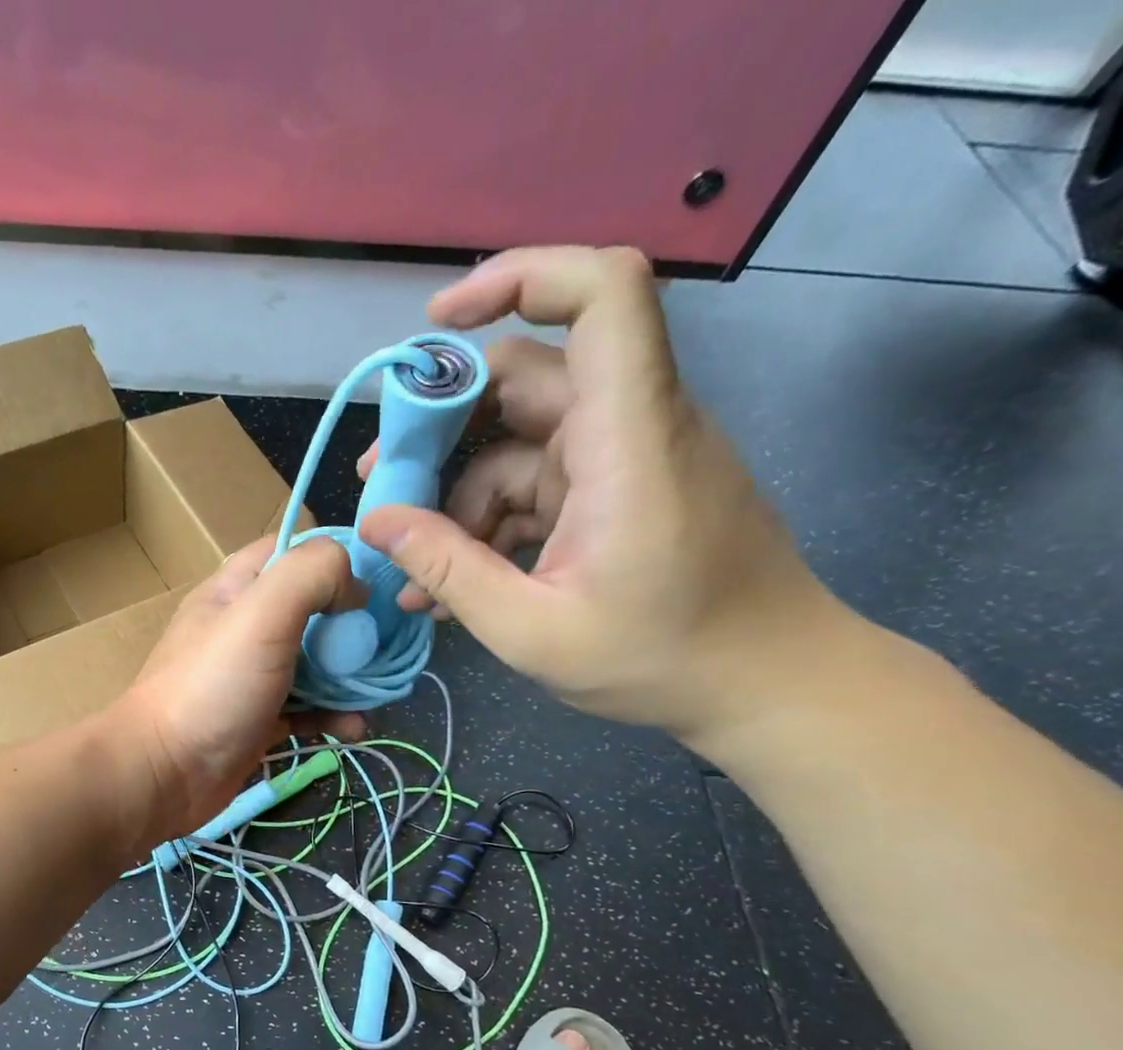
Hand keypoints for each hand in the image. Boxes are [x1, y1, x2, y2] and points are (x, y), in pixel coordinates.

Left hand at [107, 537, 365, 840]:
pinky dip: (333, 715)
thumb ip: (311, 575)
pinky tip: (353, 728)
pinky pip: (308, 709)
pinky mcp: (260, 720)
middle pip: (314, 609)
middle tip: (385, 646)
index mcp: (236, 589)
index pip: (293, 550)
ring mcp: (252, 676)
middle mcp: (245, 627)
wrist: (164, 775)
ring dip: (350, 677)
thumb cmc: (212, 686)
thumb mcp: (261, 612)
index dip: (337, 558)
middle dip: (354, 625)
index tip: (376, 582)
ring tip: (377, 694)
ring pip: (316, 663)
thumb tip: (354, 587)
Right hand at [358, 246, 835, 740]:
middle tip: (380, 482)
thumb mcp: (530, 629)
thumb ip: (447, 570)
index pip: (602, 294)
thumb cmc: (660, 659)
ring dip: (456, 497)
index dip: (520, 277)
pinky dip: (489, 523)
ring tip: (413, 568)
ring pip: (517, 444)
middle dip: (441, 425)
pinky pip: (536, 486)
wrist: (764, 683)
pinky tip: (452, 582)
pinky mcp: (617, 491)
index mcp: (628, 438)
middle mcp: (629, 426)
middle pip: (525, 378)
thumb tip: (374, 522)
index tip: (438, 322)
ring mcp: (623, 459)